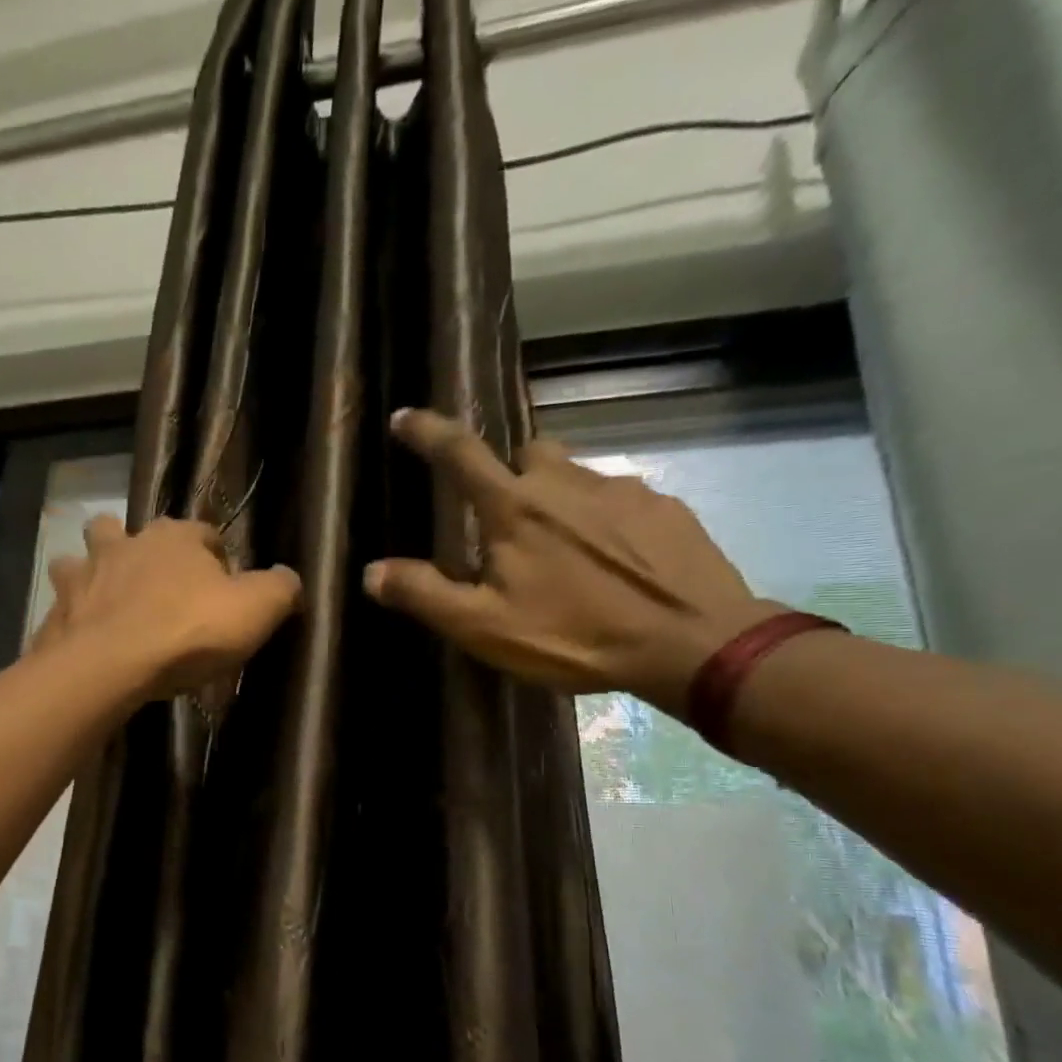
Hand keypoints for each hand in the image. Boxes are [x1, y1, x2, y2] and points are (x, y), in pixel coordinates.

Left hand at [35, 515, 302, 702]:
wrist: (110, 665)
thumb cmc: (188, 632)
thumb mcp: (255, 610)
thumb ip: (280, 589)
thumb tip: (290, 578)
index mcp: (176, 537)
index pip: (204, 534)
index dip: (217, 560)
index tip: (223, 592)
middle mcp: (125, 543)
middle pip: (132, 532)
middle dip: (142, 550)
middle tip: (157, 587)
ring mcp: (85, 573)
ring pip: (84, 556)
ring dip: (95, 571)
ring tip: (107, 599)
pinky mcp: (58, 608)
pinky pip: (65, 602)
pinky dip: (74, 613)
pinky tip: (84, 634)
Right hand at [366, 408, 776, 712]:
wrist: (691, 643)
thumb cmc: (575, 635)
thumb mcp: (485, 626)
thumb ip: (425, 594)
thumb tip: (371, 571)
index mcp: (515, 508)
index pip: (460, 453)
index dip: (427, 432)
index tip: (405, 418)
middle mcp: (565, 482)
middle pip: (525, 453)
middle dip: (507, 473)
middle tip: (504, 518)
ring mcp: (621, 489)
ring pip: (573, 474)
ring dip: (556, 497)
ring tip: (561, 548)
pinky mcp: (664, 507)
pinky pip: (618, 498)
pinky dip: (602, 519)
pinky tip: (610, 560)